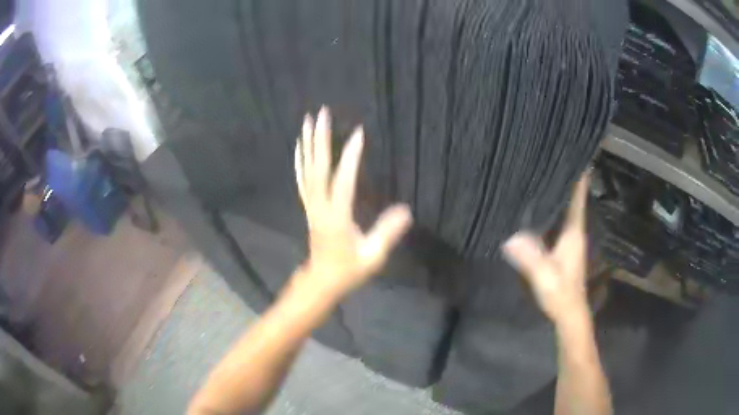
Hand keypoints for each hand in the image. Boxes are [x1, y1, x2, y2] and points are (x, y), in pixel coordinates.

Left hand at [293, 107, 411, 300]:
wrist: (321, 282)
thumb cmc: (348, 271)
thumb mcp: (372, 257)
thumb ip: (387, 233)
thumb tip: (406, 210)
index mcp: (337, 217)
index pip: (343, 180)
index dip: (350, 157)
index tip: (358, 133)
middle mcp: (320, 206)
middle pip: (318, 168)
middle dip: (320, 139)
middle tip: (322, 113)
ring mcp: (311, 206)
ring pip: (307, 170)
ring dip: (308, 144)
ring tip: (308, 121)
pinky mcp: (309, 207)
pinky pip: (302, 180)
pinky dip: (300, 160)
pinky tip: (299, 146)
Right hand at [502, 174, 590, 323]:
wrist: (569, 313)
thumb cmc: (561, 293)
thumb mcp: (545, 276)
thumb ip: (530, 257)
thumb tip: (509, 237)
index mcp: (573, 232)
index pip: (578, 198)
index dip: (579, 176)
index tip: (575, 155)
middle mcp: (574, 232)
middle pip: (572, 198)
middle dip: (565, 179)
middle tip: (549, 159)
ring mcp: (570, 240)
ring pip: (566, 209)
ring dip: (559, 194)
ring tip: (543, 176)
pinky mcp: (564, 249)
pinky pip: (559, 221)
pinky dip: (553, 210)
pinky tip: (539, 207)